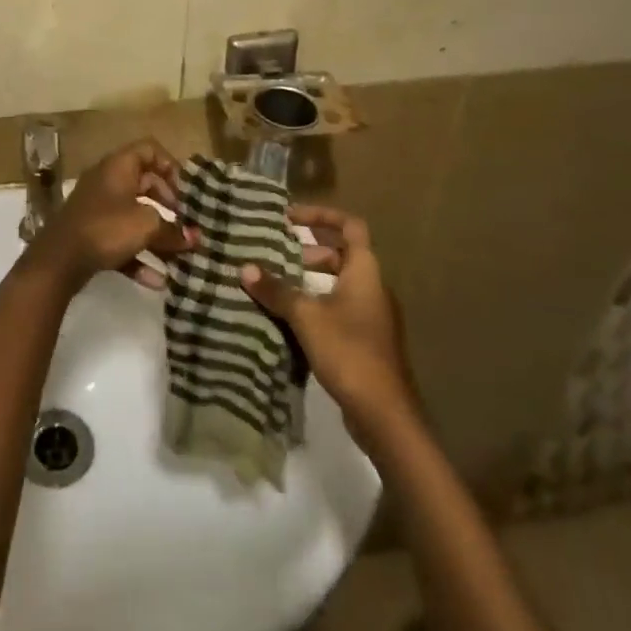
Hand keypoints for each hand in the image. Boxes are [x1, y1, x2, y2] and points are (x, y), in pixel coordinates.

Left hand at [26, 140, 195, 291]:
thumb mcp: (146, 225)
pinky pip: (121, 241)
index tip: (185, 192)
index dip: (171, 166)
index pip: (149, 150)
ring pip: (134, 215)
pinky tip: (159, 281)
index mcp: (118, 166)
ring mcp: (97, 208)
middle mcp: (107, 181)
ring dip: (157, 235)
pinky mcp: (91, 235)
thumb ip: (173, 230)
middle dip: (169, 204)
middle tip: (185, 222)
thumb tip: (194, 238)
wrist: (58, 260)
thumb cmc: (106, 228)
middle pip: (145, 183)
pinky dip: (139, 256)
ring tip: (180, 254)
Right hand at [240, 204, 415, 445]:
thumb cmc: (349, 351)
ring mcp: (371, 316)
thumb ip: (277, 290)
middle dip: (310, 248)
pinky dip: (315, 303)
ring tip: (277, 282)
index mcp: (364, 271)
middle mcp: (372, 287)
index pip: (349, 226)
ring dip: (310, 278)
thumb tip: (245, 268)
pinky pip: (338, 307)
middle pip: (342, 254)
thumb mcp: (306, 316)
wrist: (384, 415)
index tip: (290, 217)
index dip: (321, 216)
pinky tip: (290, 316)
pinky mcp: (365, 340)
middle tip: (277, 251)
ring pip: (339, 283)